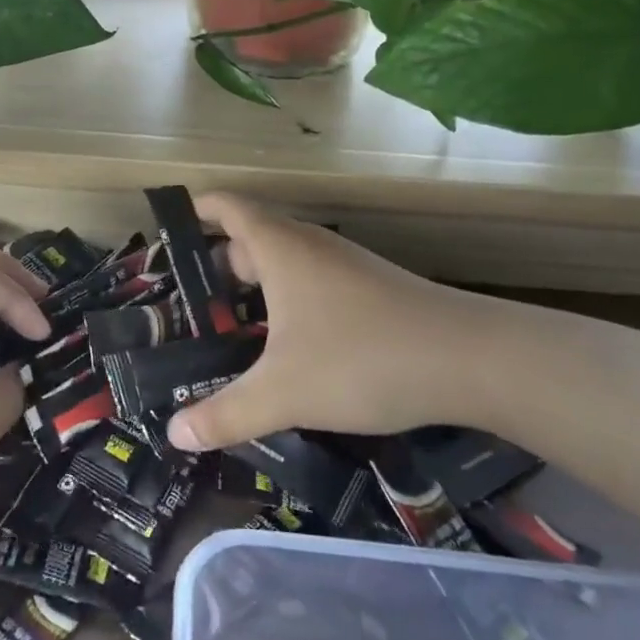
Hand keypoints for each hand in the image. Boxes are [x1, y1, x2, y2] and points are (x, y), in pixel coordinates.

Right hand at [165, 193, 526, 452]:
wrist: (471, 360)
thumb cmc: (362, 358)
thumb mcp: (283, 392)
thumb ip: (226, 413)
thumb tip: (174, 433)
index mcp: (280, 248)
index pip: (227, 207)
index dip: (196, 210)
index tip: (168, 229)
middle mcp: (310, 246)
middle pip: (253, 235)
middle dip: (219, 263)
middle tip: (193, 303)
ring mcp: (345, 265)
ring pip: (286, 261)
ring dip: (257, 284)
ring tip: (234, 327)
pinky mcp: (371, 289)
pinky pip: (313, 280)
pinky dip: (289, 299)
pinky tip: (289, 344)